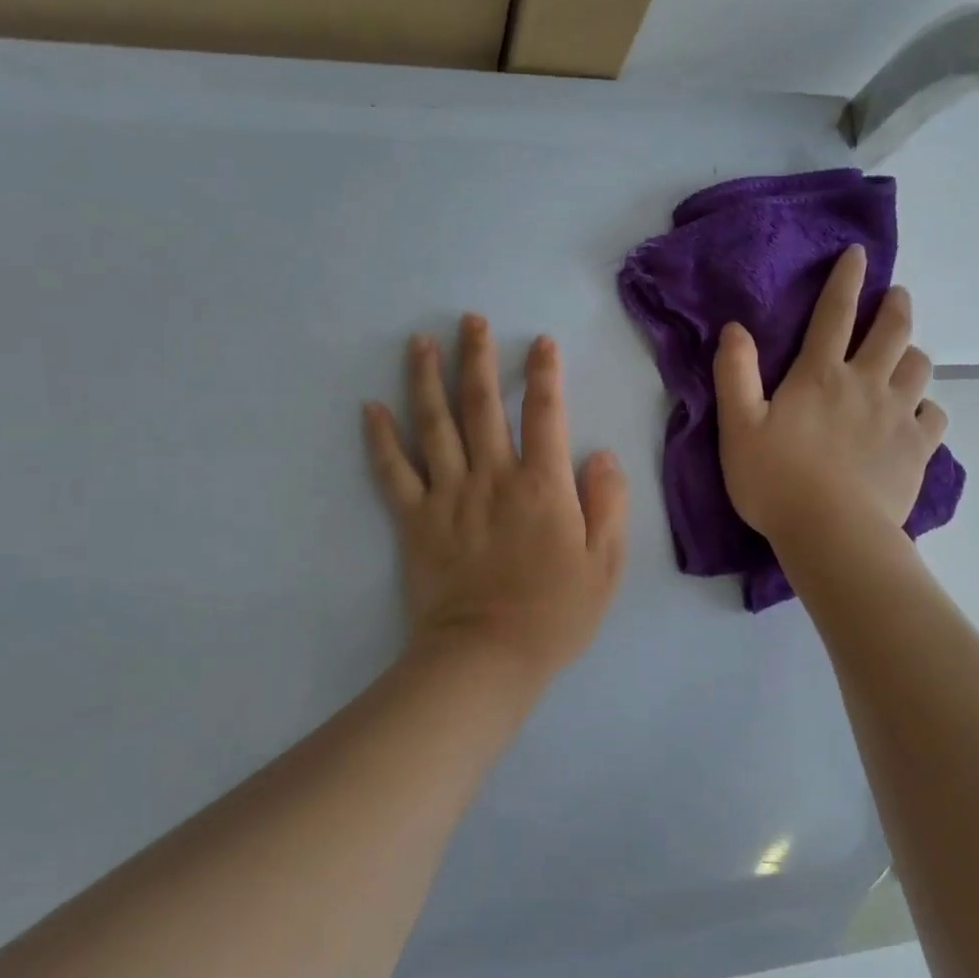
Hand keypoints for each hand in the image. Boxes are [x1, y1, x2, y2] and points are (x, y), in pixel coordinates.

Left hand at [363, 316, 627, 684]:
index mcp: (542, 486)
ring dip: (427, 379)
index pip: (545, 414)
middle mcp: (492, 478)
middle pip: (482, 405)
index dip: (545, 374)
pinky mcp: (414, 520)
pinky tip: (370, 408)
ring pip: (434, 425)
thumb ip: (608, 504)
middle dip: (478, 358)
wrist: (486, 657)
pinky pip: (393, 472)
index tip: (540, 343)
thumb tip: (601, 455)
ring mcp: (448, 496)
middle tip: (470, 320)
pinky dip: (380, 439)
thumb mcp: (605, 565)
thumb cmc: (554, 615)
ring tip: (420, 342)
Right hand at [714, 245, 947, 548]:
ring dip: (912, 353)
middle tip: (897, 296)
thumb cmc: (776, 480)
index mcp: (820, 375)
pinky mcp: (918, 449)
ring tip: (904, 356)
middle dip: (896, 306)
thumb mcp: (738, 426)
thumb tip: (735, 328)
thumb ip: (735, 373)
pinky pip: (935, 415)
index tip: (859, 254)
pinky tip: (918, 415)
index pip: (835, 313)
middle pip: (892, 331)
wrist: (832, 533)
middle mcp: (866, 384)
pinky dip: (928, 407)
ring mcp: (898, 416)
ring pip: (919, 367)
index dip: (847, 279)